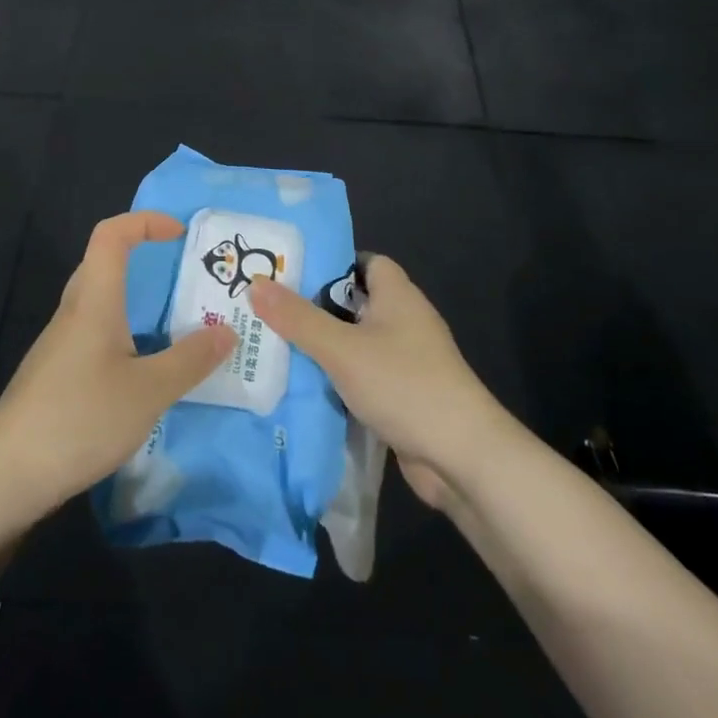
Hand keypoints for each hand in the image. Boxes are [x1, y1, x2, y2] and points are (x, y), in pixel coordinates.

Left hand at [0, 212, 236, 526]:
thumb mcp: (149, 392)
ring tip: (176, 327)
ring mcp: (59, 346)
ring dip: (136, 303)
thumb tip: (227, 331)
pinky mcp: (55, 376)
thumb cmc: (80, 419)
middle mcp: (73, 314)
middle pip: (103, 265)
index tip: (180, 235)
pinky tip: (143, 373)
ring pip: (99, 304)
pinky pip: (94, 336)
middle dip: (144, 261)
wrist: (5, 476)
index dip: (144, 222)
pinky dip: (124, 336)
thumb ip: (190, 360)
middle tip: (186, 280)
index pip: (111, 236)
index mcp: (94, 302)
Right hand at [248, 256, 501, 509]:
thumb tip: (256, 283)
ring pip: (356, 342)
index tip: (289, 273)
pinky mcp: (404, 394)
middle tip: (268, 310)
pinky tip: (304, 386)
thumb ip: (298, 318)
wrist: (461, 456)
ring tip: (274, 345)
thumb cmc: (403, 384)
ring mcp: (407, 359)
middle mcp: (404, 320)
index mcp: (397, 295)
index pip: (363, 262)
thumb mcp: (342, 349)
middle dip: (314, 307)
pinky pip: (363, 375)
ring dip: (323, 346)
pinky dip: (338, 378)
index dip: (329, 263)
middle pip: (354, 302)